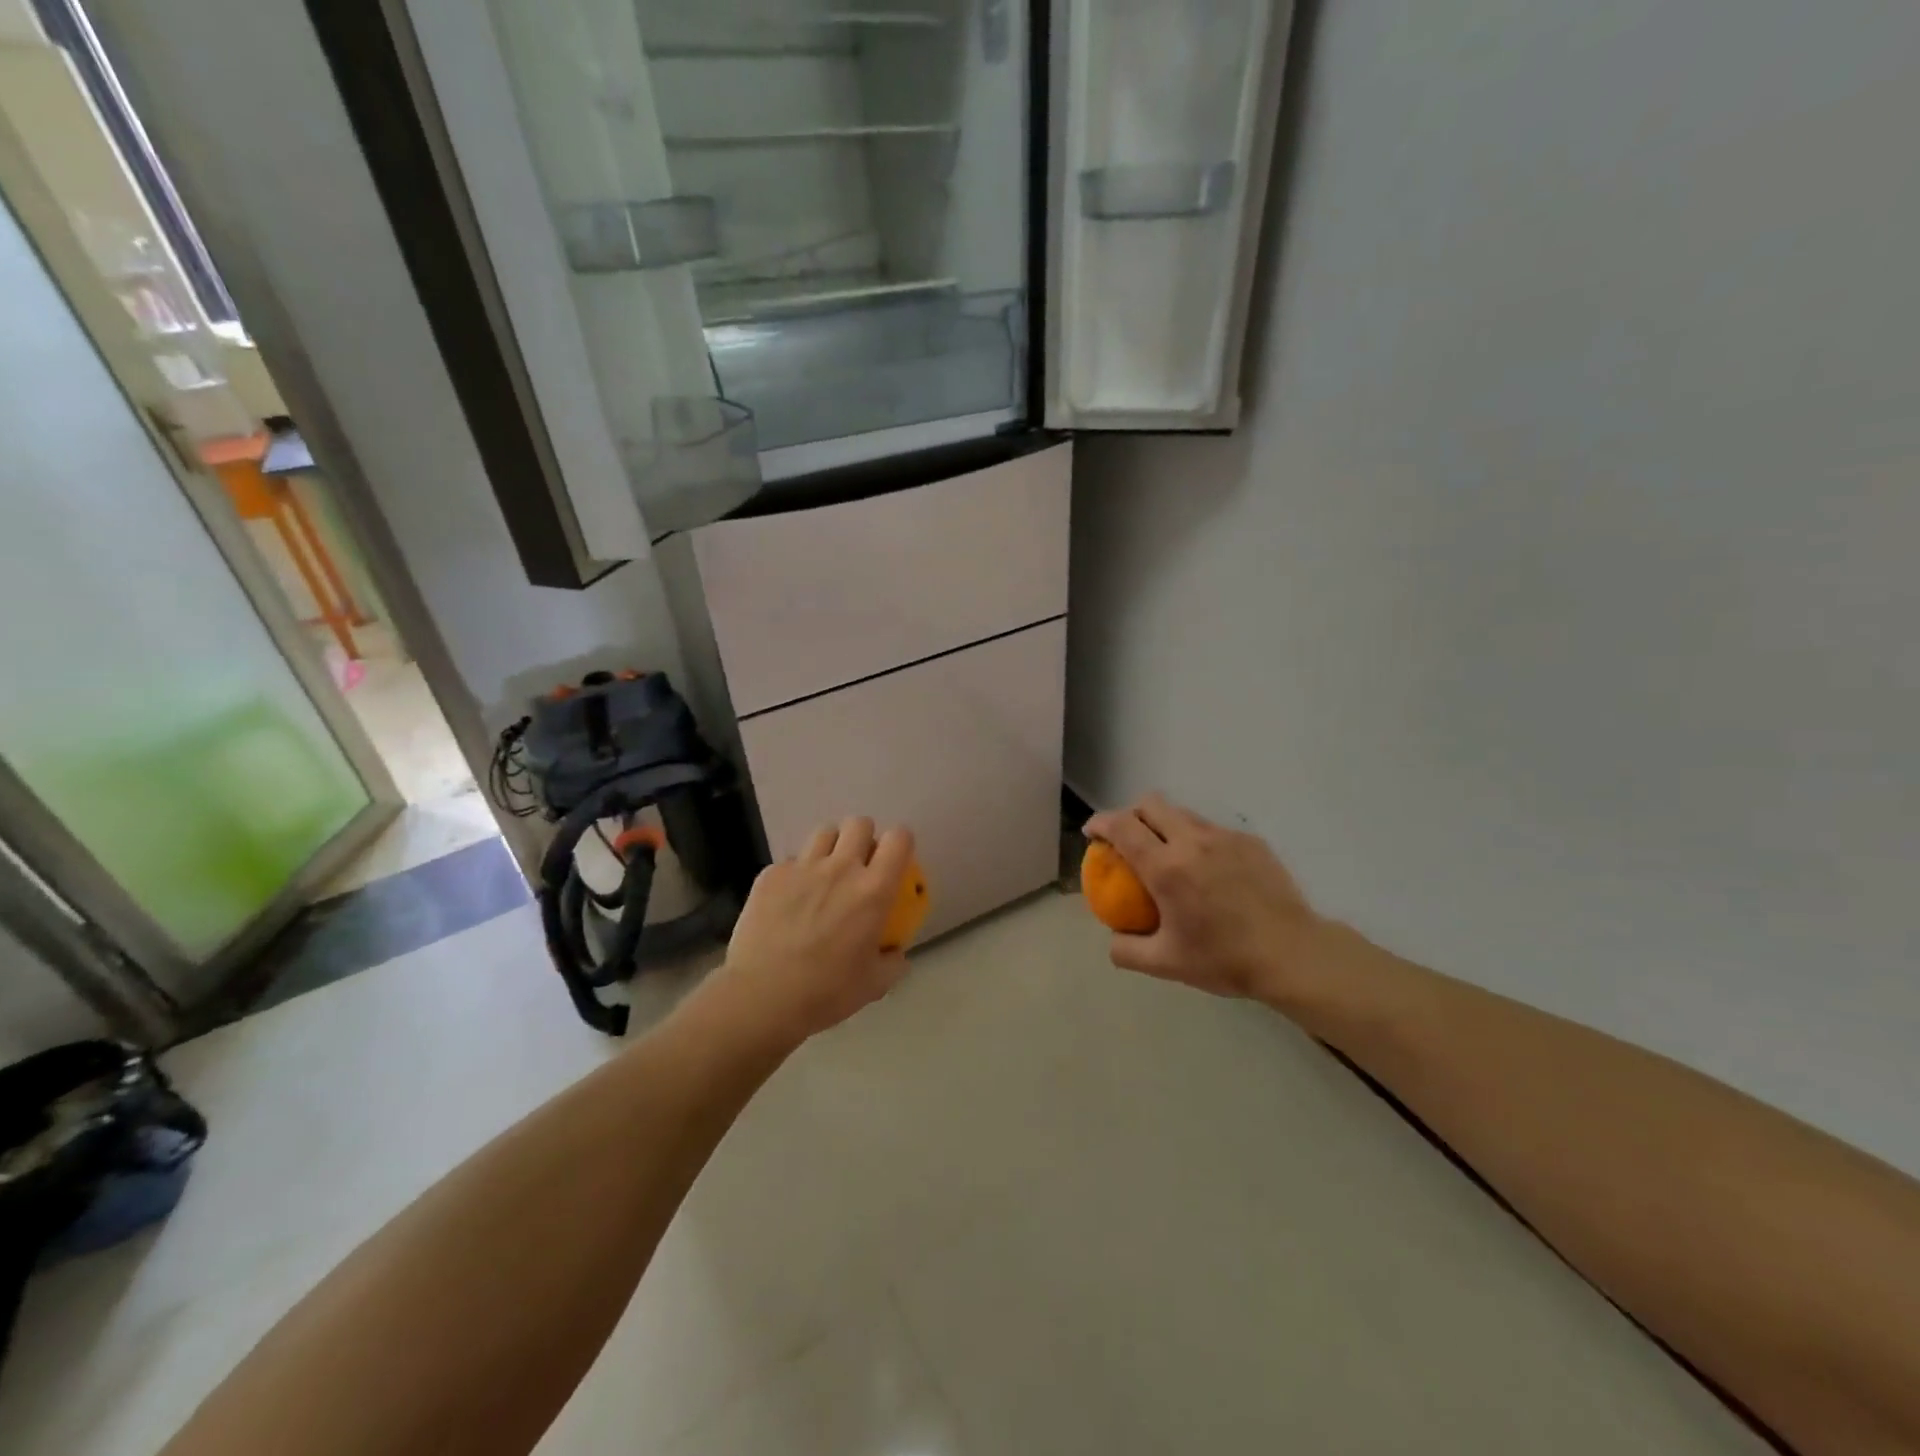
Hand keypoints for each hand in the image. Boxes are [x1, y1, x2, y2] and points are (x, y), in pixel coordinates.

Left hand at [701, 817, 915, 1050]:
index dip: (901, 843)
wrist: (762, 997)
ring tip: (824, 874)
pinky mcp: (771, 875)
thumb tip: (896, 953)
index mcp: (873, 890)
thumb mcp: (874, 985)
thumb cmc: (826, 992)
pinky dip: (796, 874)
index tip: (895, 859)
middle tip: (859, 865)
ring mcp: (802, 867)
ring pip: (824, 833)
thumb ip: (893, 962)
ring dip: (831, 848)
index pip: (899, 839)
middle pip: (860, 824)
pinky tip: (789, 900)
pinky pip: (790, 861)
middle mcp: (841, 868)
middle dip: (863, 838)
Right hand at [1083, 793, 1328, 1006]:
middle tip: (1128, 840)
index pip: (1122, 826)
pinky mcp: (1251, 841)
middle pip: (1151, 804)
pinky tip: (1208, 870)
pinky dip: (1197, 840)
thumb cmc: (1225, 959)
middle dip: (1131, 814)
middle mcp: (1192, 841)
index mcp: (1166, 867)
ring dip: (1164, 824)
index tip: (1092, 833)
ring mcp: (1225, 837)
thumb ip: (1127, 950)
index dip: (1100, 823)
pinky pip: (1213, 829)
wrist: (1293, 955)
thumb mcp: (1166, 964)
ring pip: (1183, 813)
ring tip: (1168, 853)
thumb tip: (1112, 938)